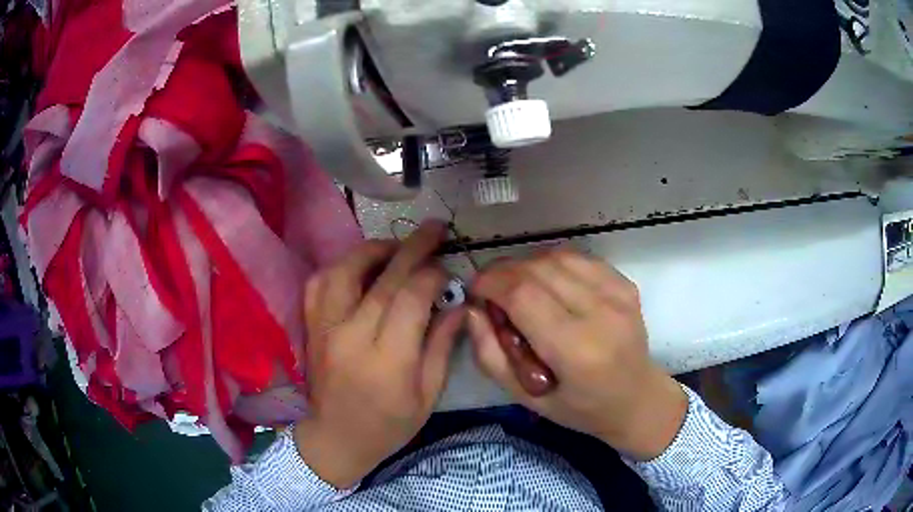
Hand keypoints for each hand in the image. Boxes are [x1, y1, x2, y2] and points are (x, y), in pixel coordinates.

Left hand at [293, 221, 464, 487]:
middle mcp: (350, 336)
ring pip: (344, 271)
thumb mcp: (428, 395)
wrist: (335, 439)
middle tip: (435, 228)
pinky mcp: (310, 327)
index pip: (411, 299)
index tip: (447, 268)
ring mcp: (324, 328)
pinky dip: (340, 266)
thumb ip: (441, 345)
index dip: (432, 275)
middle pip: (383, 279)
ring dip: (373, 250)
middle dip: (413, 247)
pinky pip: (319, 282)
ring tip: (396, 247)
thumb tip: (458, 303)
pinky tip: (359, 267)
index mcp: (387, 361)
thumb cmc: (388, 425)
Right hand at [468, 248, 686, 460]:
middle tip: (491, 291)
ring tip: (518, 287)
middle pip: (538, 269)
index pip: (523, 295)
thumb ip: (490, 354)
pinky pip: (578, 258)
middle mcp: (601, 314)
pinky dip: (553, 264)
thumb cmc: (578, 408)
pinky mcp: (625, 284)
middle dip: (503, 272)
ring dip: (527, 265)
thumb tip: (472, 309)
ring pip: (557, 256)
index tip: (475, 290)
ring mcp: (618, 294)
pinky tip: (549, 283)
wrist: (637, 399)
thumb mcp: (523, 397)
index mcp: (576, 350)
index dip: (491, 283)